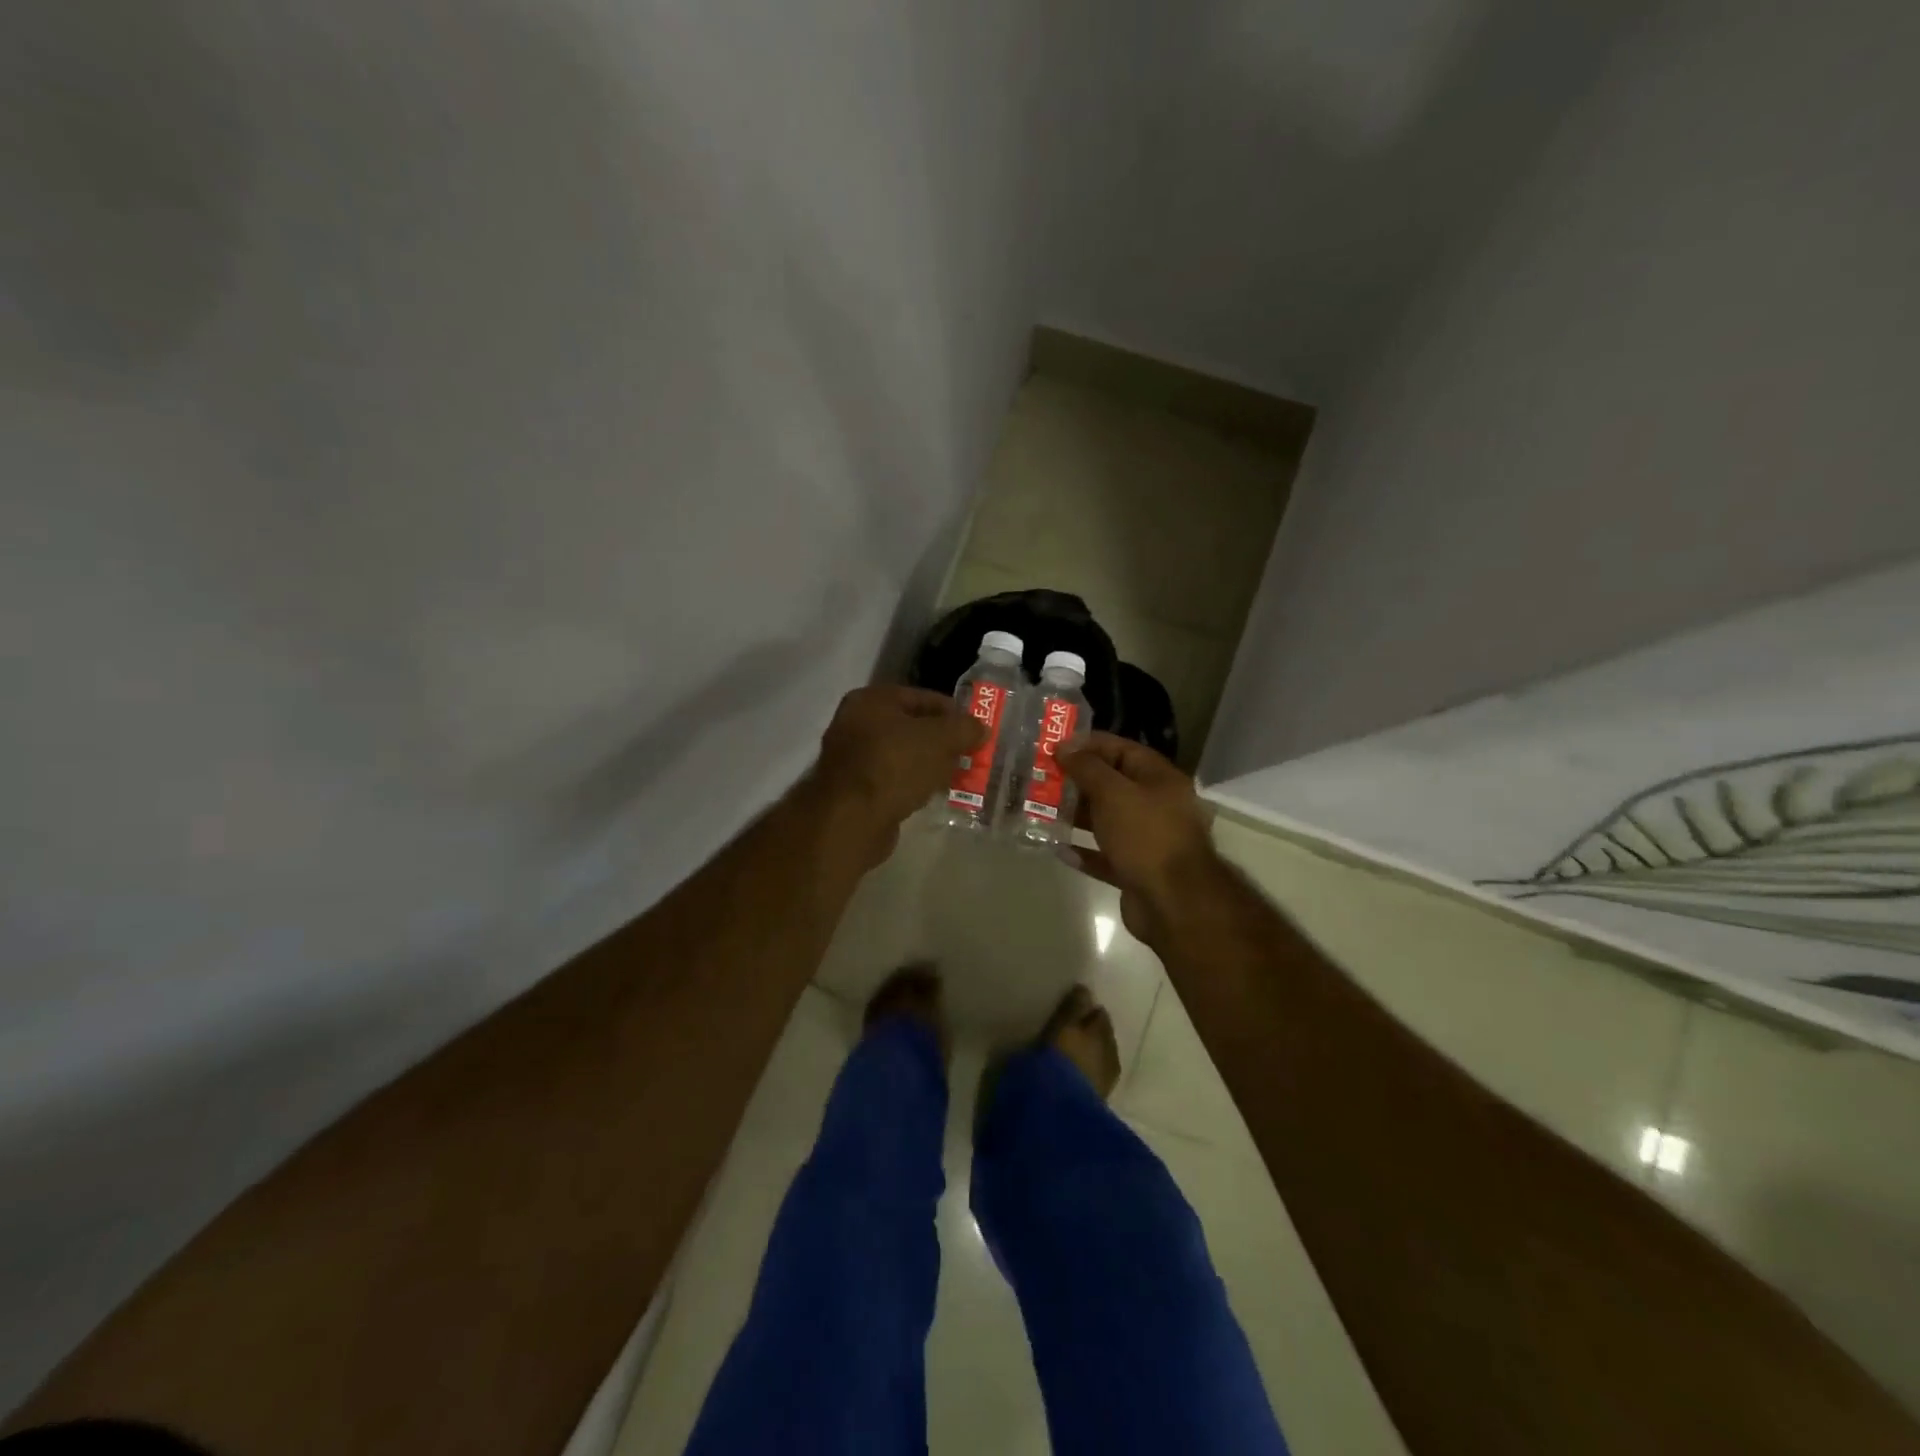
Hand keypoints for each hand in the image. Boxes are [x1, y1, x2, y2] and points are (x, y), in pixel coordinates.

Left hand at [806, 685, 984, 864]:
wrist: (851, 820)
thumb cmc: (895, 766)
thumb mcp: (940, 739)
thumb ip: (965, 728)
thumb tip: (981, 728)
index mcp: (871, 700)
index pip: (923, 697)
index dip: (954, 712)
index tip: (976, 731)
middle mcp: (855, 723)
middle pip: (912, 726)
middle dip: (942, 741)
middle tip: (969, 755)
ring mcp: (851, 758)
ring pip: (902, 754)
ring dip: (929, 764)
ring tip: (955, 776)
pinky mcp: (854, 789)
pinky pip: (892, 778)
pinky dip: (912, 783)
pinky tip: (930, 794)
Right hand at [1062, 732, 1219, 943]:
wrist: (1173, 902)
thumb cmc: (1146, 836)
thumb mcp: (1113, 793)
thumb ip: (1087, 768)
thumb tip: (1065, 747)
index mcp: (1159, 779)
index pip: (1121, 749)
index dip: (1088, 745)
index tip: (1054, 746)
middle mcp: (1156, 805)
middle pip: (1112, 785)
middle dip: (1078, 781)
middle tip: (1041, 778)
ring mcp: (1147, 840)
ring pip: (1106, 821)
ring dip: (1077, 815)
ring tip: (1042, 810)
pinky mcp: (1136, 871)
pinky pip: (1105, 855)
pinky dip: (1084, 851)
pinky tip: (1058, 848)